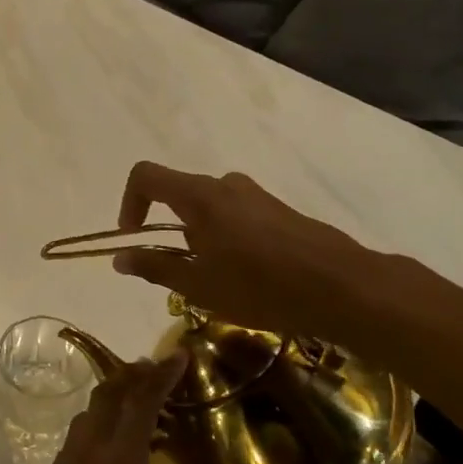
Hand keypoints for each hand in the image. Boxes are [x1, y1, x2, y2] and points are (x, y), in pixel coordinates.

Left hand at [0, 353, 238, 463]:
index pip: (142, 403)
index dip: (162, 374)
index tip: (180, 354)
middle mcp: (89, 453)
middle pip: (110, 395)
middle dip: (136, 374)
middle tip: (163, 368)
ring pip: (91, 411)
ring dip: (116, 396)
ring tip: (145, 403)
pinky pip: (79, 432)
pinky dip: (101, 420)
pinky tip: (116, 446)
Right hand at [110, 162, 380, 337]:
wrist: (342, 287)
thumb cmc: (260, 287)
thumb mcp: (198, 285)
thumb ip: (154, 266)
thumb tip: (120, 257)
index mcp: (199, 196)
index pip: (146, 176)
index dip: (129, 203)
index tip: (133, 237)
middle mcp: (225, 185)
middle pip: (180, 195)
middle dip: (170, 231)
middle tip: (183, 273)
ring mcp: (257, 195)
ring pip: (210, 208)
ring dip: (201, 238)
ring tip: (219, 281)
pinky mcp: (280, 210)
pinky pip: (238, 216)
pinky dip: (228, 239)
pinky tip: (250, 277)